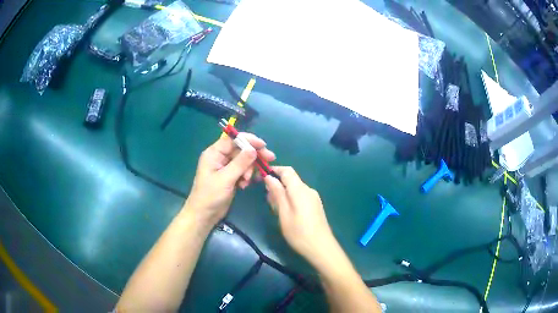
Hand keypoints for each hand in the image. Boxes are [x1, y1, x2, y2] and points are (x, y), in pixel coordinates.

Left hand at [184, 133, 275, 225]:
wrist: (204, 215)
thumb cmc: (210, 196)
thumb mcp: (226, 179)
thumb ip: (240, 163)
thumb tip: (253, 149)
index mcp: (214, 153)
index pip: (233, 139)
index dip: (249, 140)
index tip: (263, 145)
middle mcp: (220, 157)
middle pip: (241, 149)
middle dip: (253, 156)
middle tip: (269, 159)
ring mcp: (225, 167)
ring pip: (243, 161)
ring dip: (249, 169)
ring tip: (246, 181)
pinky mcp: (230, 177)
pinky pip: (242, 170)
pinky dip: (247, 176)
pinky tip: (245, 185)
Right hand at [264, 167, 334, 264]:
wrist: (321, 247)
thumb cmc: (299, 232)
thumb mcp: (284, 213)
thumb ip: (277, 193)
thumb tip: (269, 177)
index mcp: (300, 189)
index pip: (287, 171)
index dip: (274, 170)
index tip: (262, 177)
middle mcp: (308, 190)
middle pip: (291, 180)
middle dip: (277, 185)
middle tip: (267, 200)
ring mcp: (314, 198)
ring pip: (295, 189)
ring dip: (283, 194)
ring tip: (275, 209)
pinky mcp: (315, 206)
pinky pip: (300, 197)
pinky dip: (290, 200)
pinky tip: (286, 213)